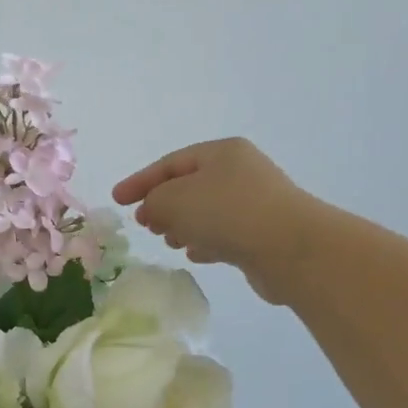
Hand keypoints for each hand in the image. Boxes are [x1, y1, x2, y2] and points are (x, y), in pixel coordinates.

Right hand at [112, 138, 323, 304]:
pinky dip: (205, 242)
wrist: (291, 249)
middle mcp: (240, 172)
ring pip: (206, 212)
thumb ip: (153, 201)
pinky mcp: (263, 234)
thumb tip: (154, 211)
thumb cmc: (227, 213)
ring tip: (169, 241)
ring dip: (183, 226)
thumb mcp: (174, 199)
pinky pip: (225, 233)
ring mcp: (255, 203)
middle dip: (163, 205)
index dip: (140, 181)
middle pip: (189, 186)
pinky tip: (195, 254)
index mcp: (221, 153)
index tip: (116, 200)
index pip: (170, 163)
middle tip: (146, 224)